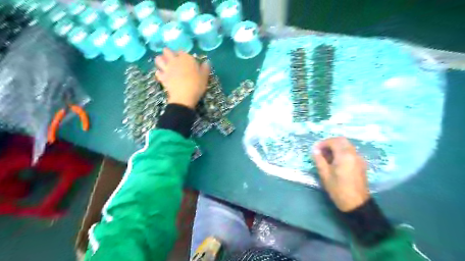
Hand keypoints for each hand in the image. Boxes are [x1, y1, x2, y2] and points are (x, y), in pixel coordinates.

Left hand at [154, 48, 210, 108]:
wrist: (184, 96)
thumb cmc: (196, 85)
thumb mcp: (205, 77)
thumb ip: (205, 68)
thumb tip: (207, 62)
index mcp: (186, 58)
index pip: (182, 51)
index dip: (183, 54)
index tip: (186, 59)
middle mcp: (175, 60)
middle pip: (167, 51)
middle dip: (169, 54)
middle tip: (173, 59)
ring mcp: (167, 68)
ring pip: (158, 59)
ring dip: (161, 60)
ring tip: (164, 64)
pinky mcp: (162, 77)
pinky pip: (157, 72)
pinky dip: (159, 73)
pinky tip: (163, 75)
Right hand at [312, 137, 371, 211]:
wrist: (356, 203)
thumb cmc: (338, 189)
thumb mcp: (324, 174)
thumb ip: (319, 159)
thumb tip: (315, 150)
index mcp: (344, 155)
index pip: (333, 141)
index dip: (323, 143)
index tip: (315, 149)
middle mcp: (353, 153)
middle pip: (342, 140)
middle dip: (330, 142)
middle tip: (321, 150)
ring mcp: (359, 158)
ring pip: (347, 145)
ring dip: (336, 147)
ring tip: (327, 156)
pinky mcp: (361, 164)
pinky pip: (350, 152)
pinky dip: (342, 151)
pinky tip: (335, 161)